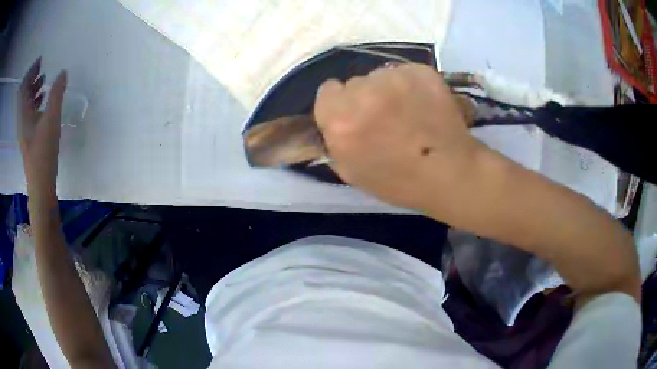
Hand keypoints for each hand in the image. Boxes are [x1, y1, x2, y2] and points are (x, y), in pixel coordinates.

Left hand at [18, 57, 67, 199]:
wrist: (41, 186)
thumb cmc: (43, 153)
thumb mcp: (51, 120)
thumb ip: (57, 94)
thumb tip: (62, 73)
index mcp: (23, 115)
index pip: (23, 87)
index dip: (30, 72)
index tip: (40, 60)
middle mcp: (22, 121)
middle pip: (24, 95)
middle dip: (32, 78)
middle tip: (42, 67)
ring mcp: (25, 130)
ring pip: (26, 104)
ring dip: (34, 89)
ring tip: (44, 80)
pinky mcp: (29, 137)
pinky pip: (30, 114)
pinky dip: (36, 102)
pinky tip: (43, 101)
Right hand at [314, 64, 482, 211]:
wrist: (450, 173)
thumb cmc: (399, 182)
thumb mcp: (351, 173)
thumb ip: (334, 141)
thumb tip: (333, 121)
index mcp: (340, 120)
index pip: (327, 90)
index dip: (340, 104)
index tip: (355, 116)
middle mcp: (363, 93)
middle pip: (355, 82)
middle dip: (364, 97)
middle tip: (385, 118)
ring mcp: (394, 78)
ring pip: (381, 75)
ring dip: (389, 90)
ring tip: (409, 113)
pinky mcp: (420, 71)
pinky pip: (405, 72)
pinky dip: (412, 84)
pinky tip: (425, 105)